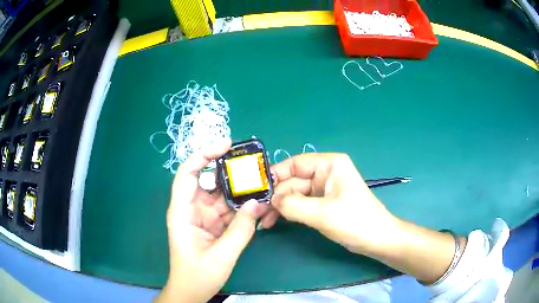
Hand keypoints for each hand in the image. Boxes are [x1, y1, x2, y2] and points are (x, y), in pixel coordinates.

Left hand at [155, 138, 268, 302]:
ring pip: (220, 196)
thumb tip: (258, 202)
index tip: (225, 145)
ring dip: (238, 190)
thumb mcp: (222, 255)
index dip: (203, 155)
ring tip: (260, 182)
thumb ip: (241, 229)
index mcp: (182, 212)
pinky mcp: (211, 225)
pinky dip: (240, 206)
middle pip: (206, 181)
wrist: (192, 292)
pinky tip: (256, 203)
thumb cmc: (198, 275)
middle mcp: (190, 209)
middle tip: (251, 162)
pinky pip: (226, 210)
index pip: (187, 174)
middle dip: (227, 170)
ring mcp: (201, 217)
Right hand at [262, 153, 460, 283]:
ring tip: (264, 221)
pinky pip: (301, 204)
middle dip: (276, 197)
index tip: (257, 189)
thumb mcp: (322, 213)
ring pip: (294, 194)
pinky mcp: (323, 203)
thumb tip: (269, 200)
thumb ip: (293, 204)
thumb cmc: (355, 222)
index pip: (295, 163)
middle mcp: (325, 173)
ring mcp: (324, 189)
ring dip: (280, 206)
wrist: (376, 240)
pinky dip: (289, 212)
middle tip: (257, 212)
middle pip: (293, 181)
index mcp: (329, 165)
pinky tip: (276, 222)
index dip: (275, 175)